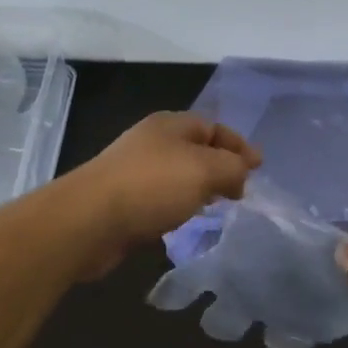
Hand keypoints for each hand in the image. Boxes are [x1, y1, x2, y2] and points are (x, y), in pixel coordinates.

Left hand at [64, 113, 260, 277]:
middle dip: (222, 167)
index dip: (239, 145)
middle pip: (196, 149)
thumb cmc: (152, 186)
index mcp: (171, 125)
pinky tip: (184, 221)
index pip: (214, 127)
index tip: (259, 169)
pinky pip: (161, 198)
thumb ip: (233, 167)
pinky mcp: (123, 200)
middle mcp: (152, 142)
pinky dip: (178, 206)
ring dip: (200, 188)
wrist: (88, 221)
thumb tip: (242, 172)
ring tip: (218, 207)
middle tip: (241, 191)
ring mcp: (135, 171)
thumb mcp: (204, 170)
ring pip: (179, 175)